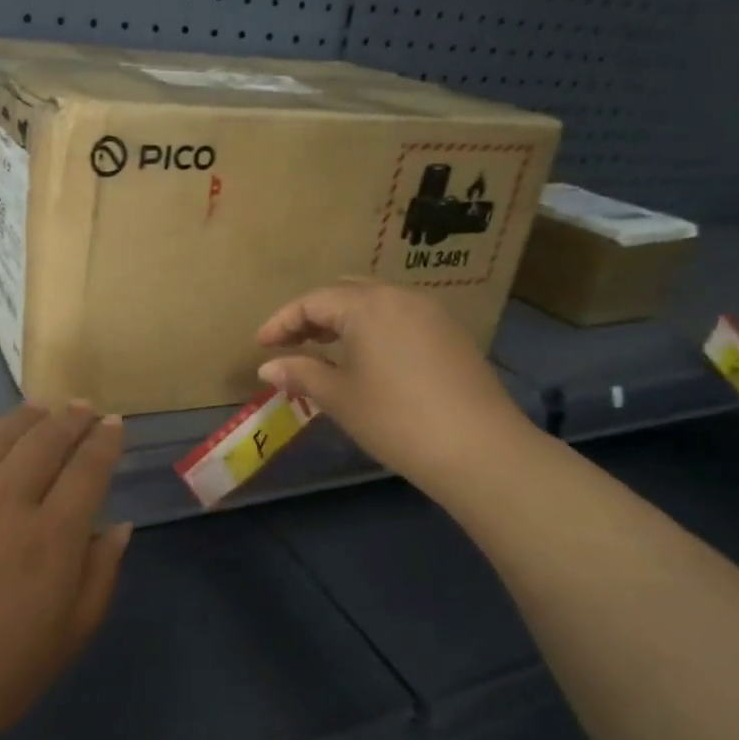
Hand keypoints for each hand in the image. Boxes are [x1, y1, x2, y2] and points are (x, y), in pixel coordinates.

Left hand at [0, 396, 131, 739]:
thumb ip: (98, 579)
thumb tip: (119, 526)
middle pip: (44, 444)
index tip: (114, 425)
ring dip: (23, 416)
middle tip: (82, 406)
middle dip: (70, 419)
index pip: (87, 472)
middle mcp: (3, 504)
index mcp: (50, 539)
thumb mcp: (63, 643)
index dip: (105, 443)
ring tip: (41, 404)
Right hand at [255, 281, 536, 490]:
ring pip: (376, 303)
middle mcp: (401, 297)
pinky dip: (373, 329)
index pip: (313, 301)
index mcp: (368, 306)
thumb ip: (300, 374)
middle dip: (313, 314)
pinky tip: (367, 359)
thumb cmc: (395, 420)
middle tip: (291, 343)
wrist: (477, 448)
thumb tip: (267, 367)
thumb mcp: (339, 397)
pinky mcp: (451, 335)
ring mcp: (431, 313)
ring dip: (344, 320)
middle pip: (346, 292)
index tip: (261, 345)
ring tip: (324, 350)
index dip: (282, 321)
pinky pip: (400, 318)